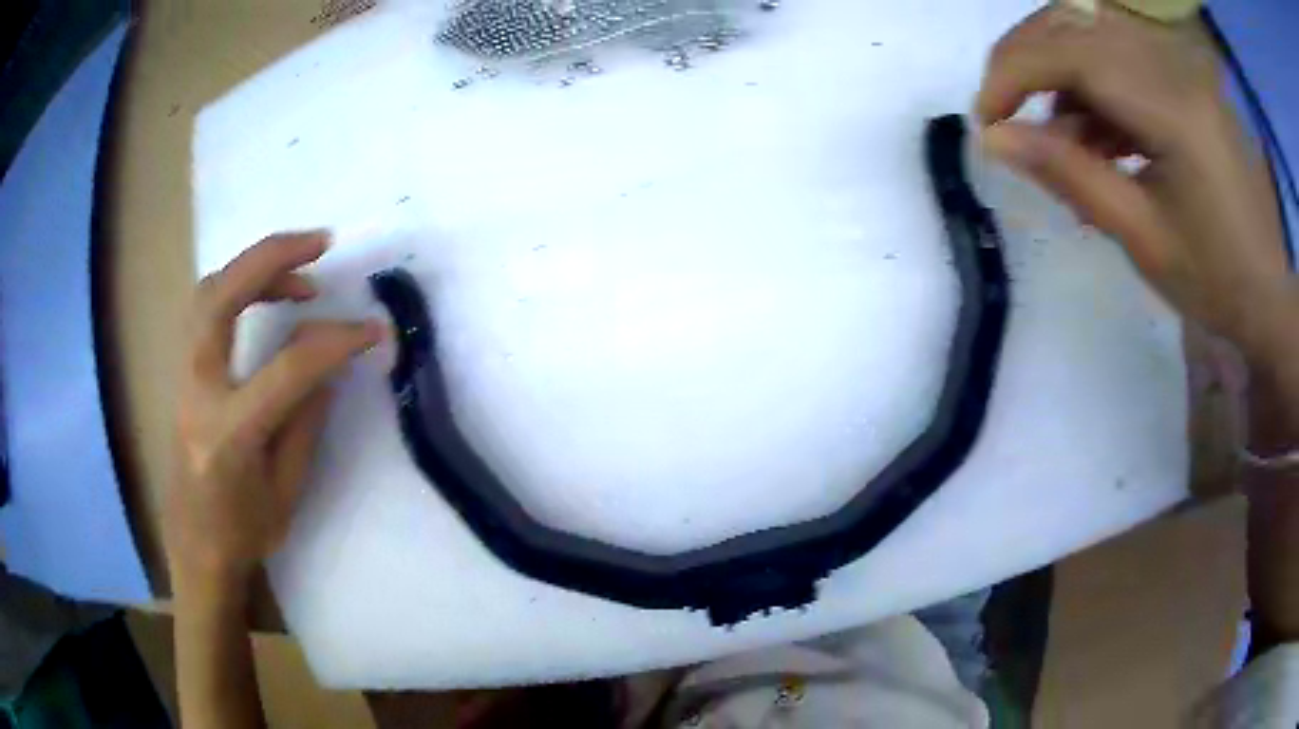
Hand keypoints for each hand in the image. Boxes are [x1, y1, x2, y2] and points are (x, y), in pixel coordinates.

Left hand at [165, 231, 383, 590]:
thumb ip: (305, 418)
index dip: (334, 340)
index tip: (372, 329)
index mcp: (229, 435)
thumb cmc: (244, 531)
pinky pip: (206, 308)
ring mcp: (183, 377)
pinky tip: (268, 296)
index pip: (286, 369)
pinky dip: (240, 286)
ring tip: (301, 270)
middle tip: (321, 243)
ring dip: (255, 267)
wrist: (195, 545)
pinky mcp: (184, 371)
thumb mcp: (287, 488)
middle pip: (221, 298)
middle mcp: (197, 394)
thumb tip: (328, 361)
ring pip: (208, 292)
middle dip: (271, 258)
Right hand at [976, 2, 1295, 362]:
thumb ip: (1068, 175)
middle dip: (1026, 61)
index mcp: (1173, 110)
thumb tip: (994, 138)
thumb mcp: (1140, 237)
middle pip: (1074, 23)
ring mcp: (1180, 66)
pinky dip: (1094, 83)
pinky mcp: (1182, 77)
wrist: (1268, 293)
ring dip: (1060, 73)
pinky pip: (1119, 52)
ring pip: (1091, 30)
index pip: (1072, 53)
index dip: (1014, 72)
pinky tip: (1101, 136)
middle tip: (1008, 115)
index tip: (985, 117)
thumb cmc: (1215, 280)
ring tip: (1066, 143)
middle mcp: (1174, 67)